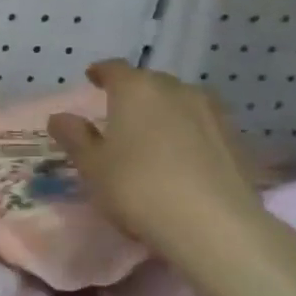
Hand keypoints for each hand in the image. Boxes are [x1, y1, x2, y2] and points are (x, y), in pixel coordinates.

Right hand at [46, 61, 293, 277]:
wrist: (213, 225)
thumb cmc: (137, 188)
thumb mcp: (92, 166)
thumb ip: (75, 137)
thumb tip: (60, 117)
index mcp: (136, 90)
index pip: (114, 69)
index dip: (101, 73)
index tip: (92, 78)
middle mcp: (176, 90)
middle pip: (150, 82)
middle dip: (134, 92)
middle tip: (119, 112)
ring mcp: (211, 112)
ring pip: (180, 101)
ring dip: (164, 111)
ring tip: (151, 133)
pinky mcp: (235, 139)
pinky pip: (201, 125)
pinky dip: (187, 132)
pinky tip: (181, 156)